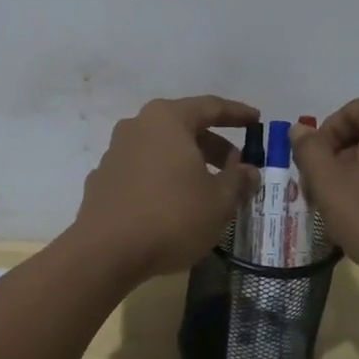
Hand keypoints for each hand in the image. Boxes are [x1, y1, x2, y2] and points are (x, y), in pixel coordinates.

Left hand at [70, 96, 260, 280]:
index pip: (210, 107)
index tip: (256, 120)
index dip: (237, 113)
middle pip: (183, 127)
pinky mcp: (103, 179)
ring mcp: (115, 151)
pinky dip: (163, 177)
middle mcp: (138, 126)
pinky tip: (173, 203)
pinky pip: (142, 169)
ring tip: (207, 188)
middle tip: (234, 165)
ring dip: (187, 162)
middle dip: (212, 144)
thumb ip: (237, 180)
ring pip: (161, 148)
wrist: (105, 252)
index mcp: (167, 119)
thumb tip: (248, 170)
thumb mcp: (218, 201)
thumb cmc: (171, 216)